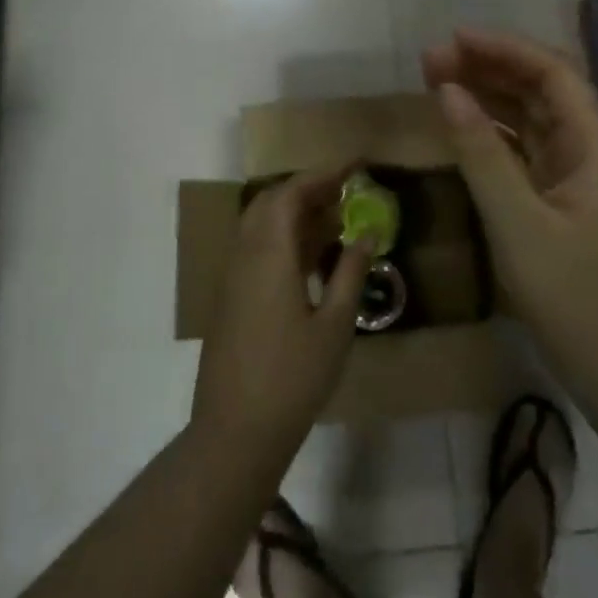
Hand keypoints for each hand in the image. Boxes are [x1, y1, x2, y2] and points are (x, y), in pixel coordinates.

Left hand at [192, 166, 371, 459]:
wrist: (235, 431)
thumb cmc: (293, 377)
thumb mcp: (335, 326)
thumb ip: (351, 273)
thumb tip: (368, 233)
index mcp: (269, 254)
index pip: (291, 194)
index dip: (322, 175)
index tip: (353, 166)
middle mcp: (244, 254)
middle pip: (271, 201)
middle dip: (307, 189)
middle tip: (344, 192)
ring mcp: (232, 276)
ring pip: (260, 223)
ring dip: (293, 212)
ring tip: (333, 220)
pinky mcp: (229, 296)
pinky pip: (255, 246)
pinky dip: (282, 236)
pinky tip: (310, 257)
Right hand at [422, 30, 597, 381]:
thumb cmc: (573, 294)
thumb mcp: (518, 221)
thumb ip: (481, 153)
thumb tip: (447, 91)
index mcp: (594, 144)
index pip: (553, 73)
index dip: (505, 48)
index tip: (455, 38)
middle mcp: (588, 148)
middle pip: (540, 88)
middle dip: (489, 66)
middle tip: (432, 58)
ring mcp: (573, 174)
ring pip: (529, 116)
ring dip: (487, 94)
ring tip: (436, 79)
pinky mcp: (557, 198)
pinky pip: (522, 147)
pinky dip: (491, 130)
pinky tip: (461, 124)